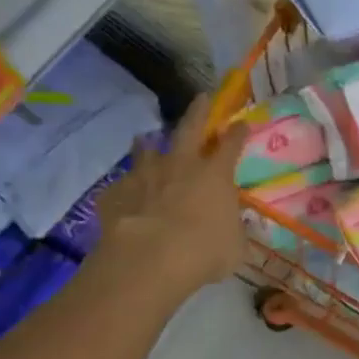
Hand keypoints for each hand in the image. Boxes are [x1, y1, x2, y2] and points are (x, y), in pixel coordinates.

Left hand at [90, 94, 249, 306]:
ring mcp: (145, 176)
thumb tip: (234, 228)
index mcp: (215, 175)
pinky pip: (121, 187)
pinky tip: (124, 195)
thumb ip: (234, 231)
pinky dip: (125, 188)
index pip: (231, 145)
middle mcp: (181, 166)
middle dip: (198, 111)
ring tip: (145, 140)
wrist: (148, 261)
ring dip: (148, 145)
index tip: (242, 123)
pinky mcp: (116, 194)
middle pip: (190, 129)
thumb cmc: (203, 252)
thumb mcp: (234, 246)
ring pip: (146, 151)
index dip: (238, 133)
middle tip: (201, 97)